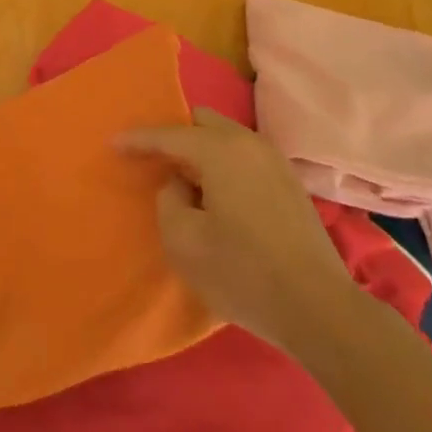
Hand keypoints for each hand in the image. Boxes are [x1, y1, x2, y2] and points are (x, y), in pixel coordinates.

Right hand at [121, 109, 358, 348]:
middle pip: (203, 122)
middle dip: (174, 136)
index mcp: (221, 151)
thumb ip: (168, 200)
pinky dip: (222, 164)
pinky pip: (244, 157)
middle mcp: (250, 144)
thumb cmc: (242, 273)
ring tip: (182, 179)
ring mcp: (275, 162)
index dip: (138, 140)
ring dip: (200, 151)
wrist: (319, 309)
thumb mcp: (183, 241)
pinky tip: (215, 194)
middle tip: (152, 161)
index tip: (112, 144)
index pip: (169, 134)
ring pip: (226, 138)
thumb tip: (180, 186)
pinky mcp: (290, 184)